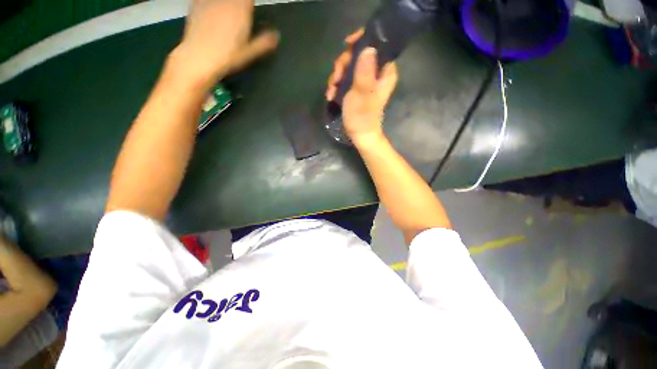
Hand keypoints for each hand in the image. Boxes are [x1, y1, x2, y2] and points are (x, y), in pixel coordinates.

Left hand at [172, 0, 279, 86]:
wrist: (200, 57)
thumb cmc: (228, 57)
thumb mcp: (250, 53)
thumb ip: (264, 42)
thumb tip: (276, 35)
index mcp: (241, 9)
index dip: (249, 3)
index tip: (250, 8)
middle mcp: (226, 1)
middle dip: (240, 4)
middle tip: (242, 12)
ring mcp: (210, 0)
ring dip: (228, 5)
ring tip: (229, 13)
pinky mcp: (196, 3)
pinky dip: (211, 3)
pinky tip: (213, 9)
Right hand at [326, 29, 397, 144]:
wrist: (360, 135)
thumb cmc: (362, 116)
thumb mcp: (362, 93)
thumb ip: (365, 71)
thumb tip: (368, 47)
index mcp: (385, 71)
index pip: (377, 44)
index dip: (361, 40)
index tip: (346, 45)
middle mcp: (377, 72)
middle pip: (359, 54)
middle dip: (344, 64)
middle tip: (336, 77)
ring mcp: (366, 80)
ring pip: (349, 66)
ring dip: (337, 76)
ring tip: (331, 90)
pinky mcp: (357, 87)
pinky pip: (346, 77)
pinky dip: (337, 84)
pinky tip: (331, 95)